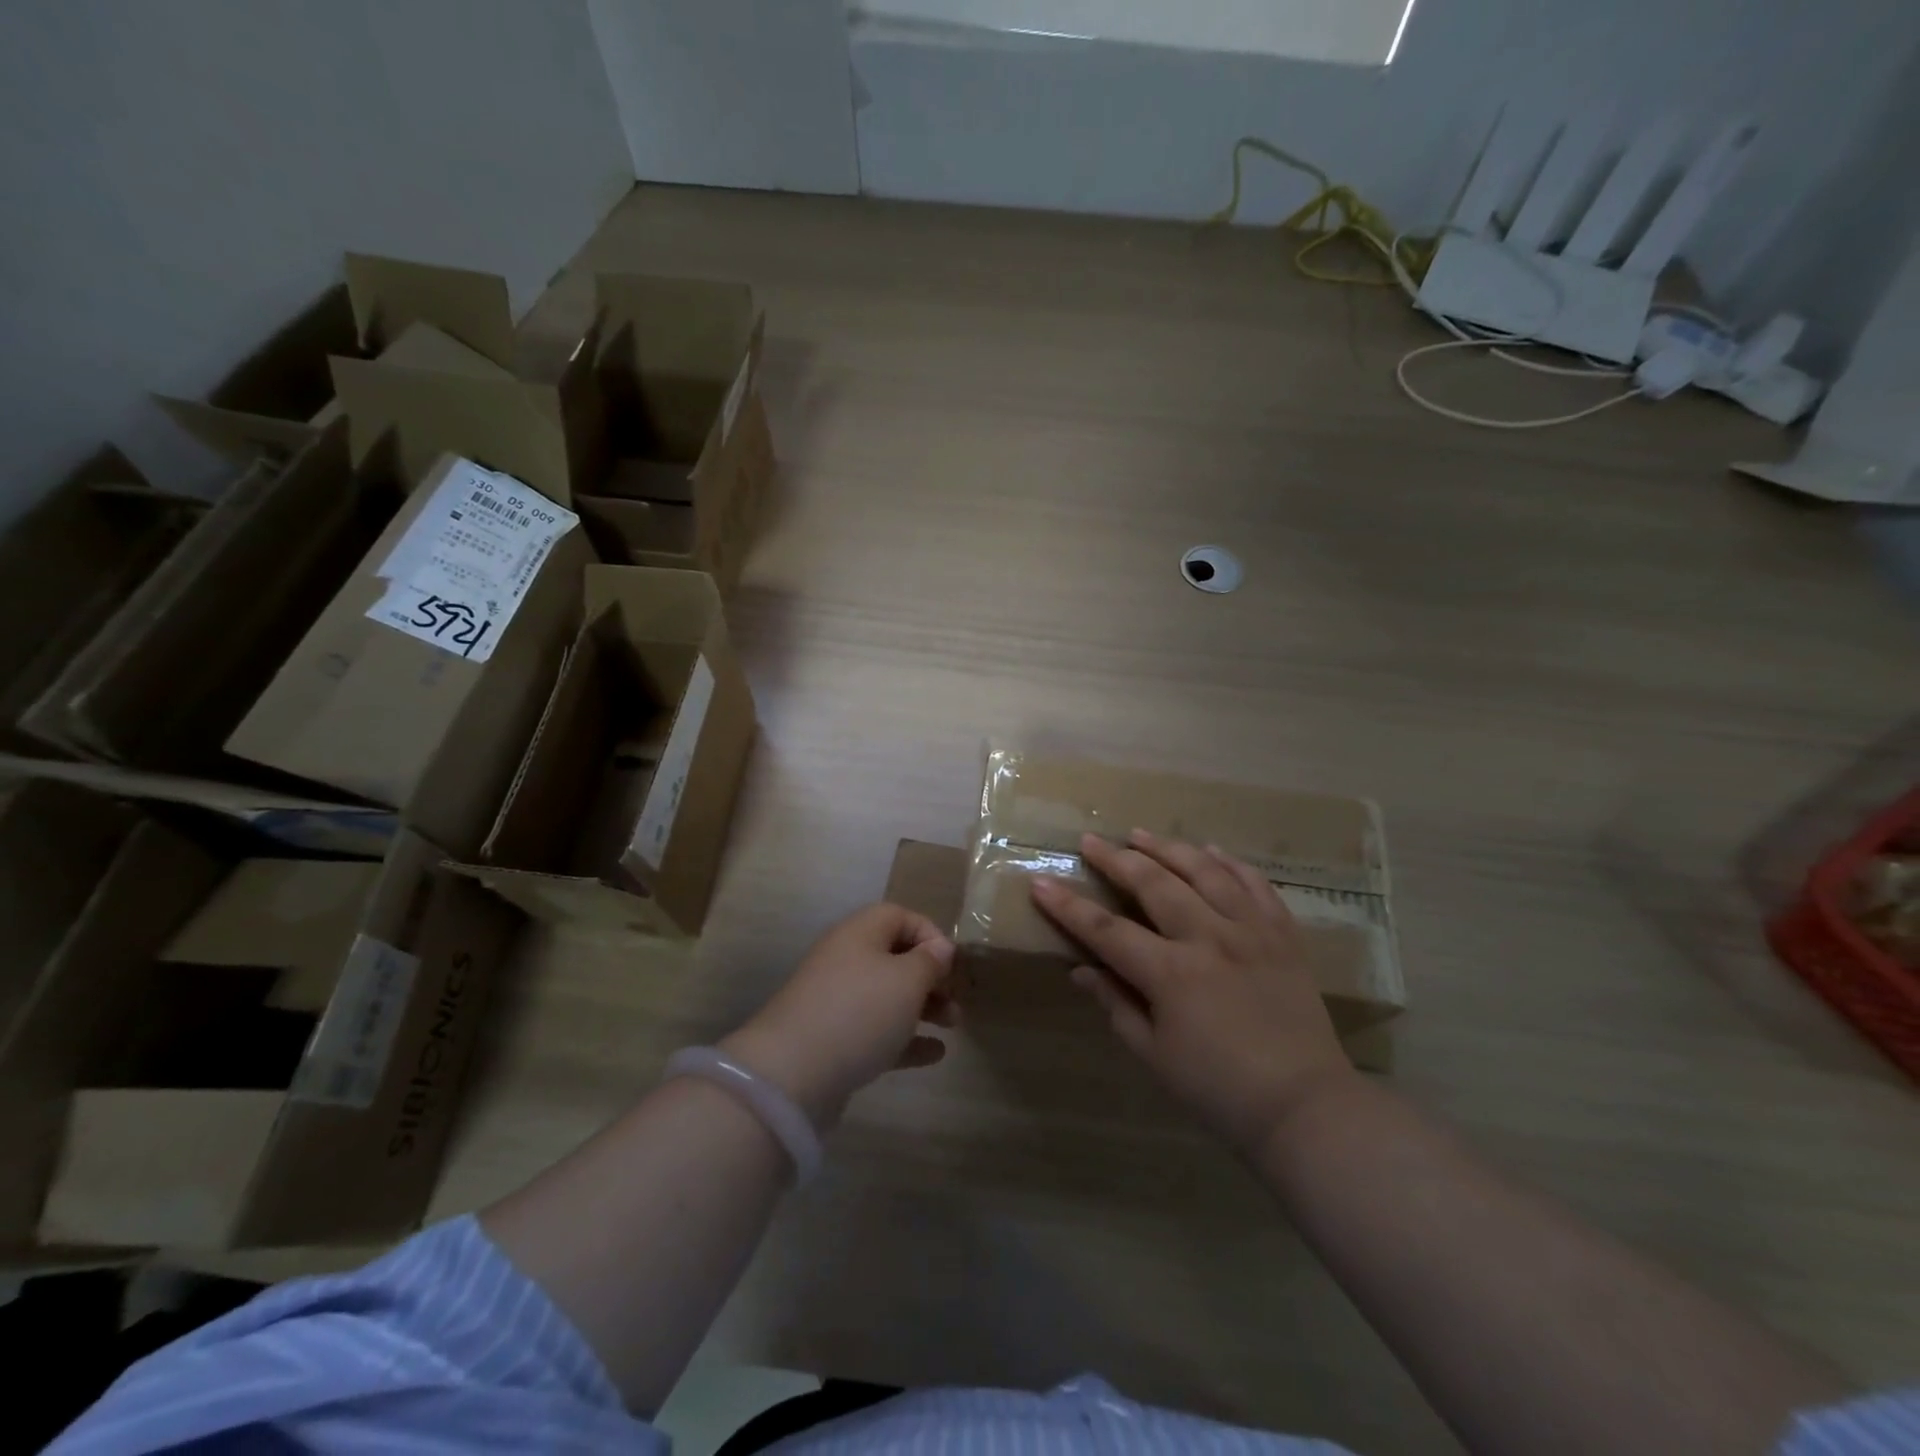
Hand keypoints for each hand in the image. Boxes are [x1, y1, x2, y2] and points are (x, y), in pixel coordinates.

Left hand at [722, 904, 957, 1127]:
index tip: (952, 963)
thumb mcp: (906, 980)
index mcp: (860, 933)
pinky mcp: (832, 1040)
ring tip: (953, 1026)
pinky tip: (934, 1054)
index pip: (900, 916)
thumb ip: (929, 961)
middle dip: (930, 976)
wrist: (792, 1073)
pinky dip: (905, 1038)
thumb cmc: (860, 1012)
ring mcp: (836, 1001)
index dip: (930, 934)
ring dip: (922, 1007)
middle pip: (894, 957)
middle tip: (955, 999)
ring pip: (887, 995)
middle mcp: (845, 959)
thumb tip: (940, 947)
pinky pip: (876, 1030)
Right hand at [1031, 829, 1356, 1154]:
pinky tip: (1211, 851)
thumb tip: (1082, 970)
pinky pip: (1255, 884)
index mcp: (1171, 973)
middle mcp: (1209, 938)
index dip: (1069, 907)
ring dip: (1168, 848)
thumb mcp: (1155, 1055)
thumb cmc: (1219, 1089)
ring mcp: (1251, 931)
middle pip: (1154, 884)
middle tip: (1091, 840)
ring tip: (1141, 833)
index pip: (1106, 930)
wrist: (1304, 1106)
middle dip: (1116, 859)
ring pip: (1204, 871)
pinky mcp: (1283, 934)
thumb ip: (1116, 1005)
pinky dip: (1230, 863)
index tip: (1041, 884)